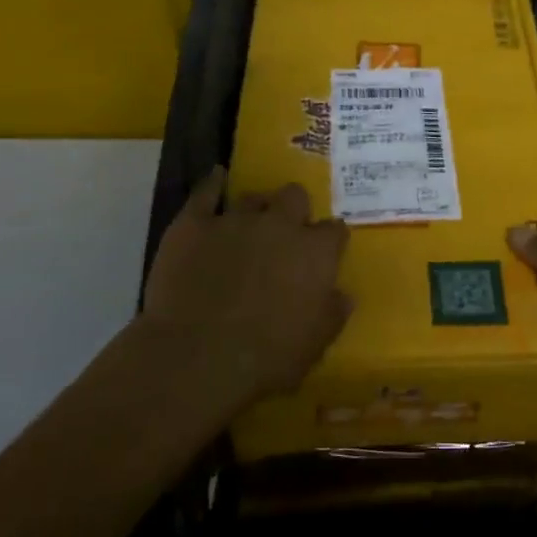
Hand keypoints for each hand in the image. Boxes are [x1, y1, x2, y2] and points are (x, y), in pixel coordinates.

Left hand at [139, 167, 351, 416]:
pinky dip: (212, 184)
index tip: (324, 253)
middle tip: (285, 233)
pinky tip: (216, 178)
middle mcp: (280, 226)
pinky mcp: (193, 224)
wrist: (197, 357)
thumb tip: (342, 295)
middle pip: (295, 197)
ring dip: (256, 208)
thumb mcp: (315, 344)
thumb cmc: (266, 358)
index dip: (329, 241)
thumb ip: (333, 313)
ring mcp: (235, 220)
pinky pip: (205, 192)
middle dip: (294, 210)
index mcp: (316, 253)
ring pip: (253, 196)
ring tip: (249, 224)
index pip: (334, 231)